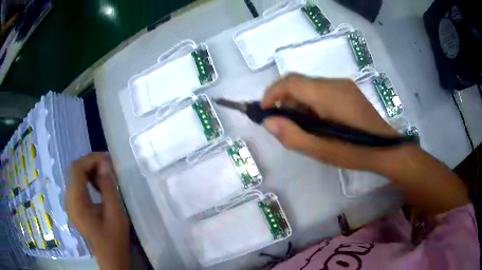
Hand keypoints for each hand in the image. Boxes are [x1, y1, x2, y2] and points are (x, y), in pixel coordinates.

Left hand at [67, 152, 129, 269]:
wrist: (109, 256)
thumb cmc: (114, 239)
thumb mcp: (115, 214)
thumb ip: (108, 188)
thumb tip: (105, 164)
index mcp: (77, 203)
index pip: (76, 169)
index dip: (90, 159)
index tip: (107, 159)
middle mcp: (69, 200)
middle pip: (74, 170)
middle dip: (91, 163)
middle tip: (108, 165)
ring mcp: (70, 203)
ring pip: (75, 176)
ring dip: (89, 170)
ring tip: (105, 174)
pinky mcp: (74, 206)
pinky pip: (77, 185)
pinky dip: (87, 179)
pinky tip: (98, 185)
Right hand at [262, 73, 398, 171]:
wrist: (386, 149)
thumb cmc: (355, 152)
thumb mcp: (321, 150)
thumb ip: (292, 135)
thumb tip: (268, 121)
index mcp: (328, 94)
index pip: (291, 82)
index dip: (272, 92)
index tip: (264, 110)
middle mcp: (335, 83)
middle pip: (300, 82)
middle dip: (285, 99)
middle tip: (283, 123)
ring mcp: (344, 85)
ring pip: (310, 86)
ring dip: (298, 101)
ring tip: (302, 125)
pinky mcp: (349, 90)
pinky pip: (322, 90)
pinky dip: (311, 102)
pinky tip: (318, 121)